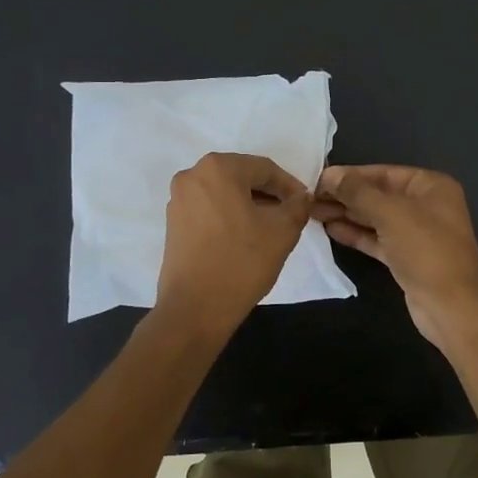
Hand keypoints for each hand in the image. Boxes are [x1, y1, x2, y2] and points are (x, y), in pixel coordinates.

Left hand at [156, 153, 310, 340]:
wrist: (195, 308)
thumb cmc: (242, 262)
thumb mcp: (283, 231)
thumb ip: (298, 206)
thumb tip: (302, 197)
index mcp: (218, 168)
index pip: (264, 168)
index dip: (289, 186)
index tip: (305, 204)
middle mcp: (192, 176)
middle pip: (242, 177)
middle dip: (268, 194)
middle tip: (290, 214)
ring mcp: (178, 200)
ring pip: (224, 193)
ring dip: (249, 205)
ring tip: (270, 227)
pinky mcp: (173, 223)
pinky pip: (209, 209)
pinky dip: (229, 216)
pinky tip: (245, 237)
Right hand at [313, 164, 477, 347]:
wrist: (452, 307)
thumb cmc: (426, 250)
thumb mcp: (391, 214)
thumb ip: (358, 192)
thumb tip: (330, 175)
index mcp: (431, 186)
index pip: (384, 173)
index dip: (351, 175)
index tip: (318, 179)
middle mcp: (426, 205)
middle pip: (379, 195)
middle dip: (346, 196)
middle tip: (310, 198)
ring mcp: (417, 234)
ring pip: (376, 218)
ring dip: (347, 214)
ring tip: (313, 212)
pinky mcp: (407, 258)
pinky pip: (378, 239)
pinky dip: (357, 234)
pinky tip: (331, 229)